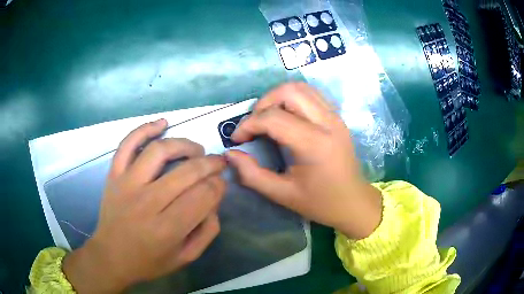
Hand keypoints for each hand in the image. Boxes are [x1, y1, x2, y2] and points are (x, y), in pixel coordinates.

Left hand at [63, 119, 226, 292]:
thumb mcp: (186, 257)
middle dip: (210, 164)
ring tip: (196, 150)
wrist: (111, 256)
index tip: (221, 185)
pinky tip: (162, 123)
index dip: (218, 186)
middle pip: (187, 172)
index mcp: (167, 229)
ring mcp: (127, 184)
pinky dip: (145, 128)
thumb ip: (207, 231)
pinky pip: (128, 144)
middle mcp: (147, 202)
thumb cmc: (149, 261)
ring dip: (185, 145)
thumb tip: (214, 200)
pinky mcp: (114, 174)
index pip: (204, 195)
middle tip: (218, 163)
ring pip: (160, 150)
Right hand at [227, 82, 381, 239]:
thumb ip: (252, 174)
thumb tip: (230, 154)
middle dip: (263, 103)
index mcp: (314, 144)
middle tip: (254, 124)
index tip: (238, 139)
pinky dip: (293, 99)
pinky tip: (286, 117)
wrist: (353, 202)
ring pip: (301, 88)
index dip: (248, 125)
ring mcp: (335, 116)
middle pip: (289, 91)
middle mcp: (327, 122)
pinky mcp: (337, 117)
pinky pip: (311, 95)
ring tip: (268, 118)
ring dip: (278, 97)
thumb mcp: (282, 194)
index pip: (273, 118)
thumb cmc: (320, 202)